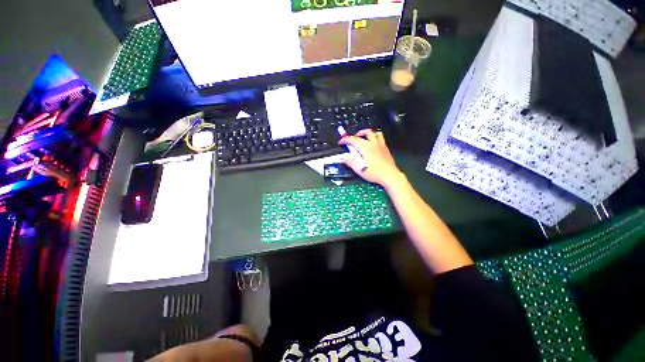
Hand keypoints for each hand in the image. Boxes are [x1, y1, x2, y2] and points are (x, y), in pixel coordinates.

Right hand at [339, 129, 403, 187]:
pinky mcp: (386, 149)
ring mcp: (381, 145)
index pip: (353, 139)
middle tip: (353, 139)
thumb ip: (349, 161)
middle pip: (365, 132)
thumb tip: (341, 156)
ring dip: (368, 133)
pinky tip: (373, 145)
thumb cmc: (374, 173)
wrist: (390, 176)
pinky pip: (381, 138)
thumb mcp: (358, 168)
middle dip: (357, 133)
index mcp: (365, 147)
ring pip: (375, 133)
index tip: (341, 142)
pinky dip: (375, 138)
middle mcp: (373, 143)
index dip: (345, 140)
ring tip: (364, 138)